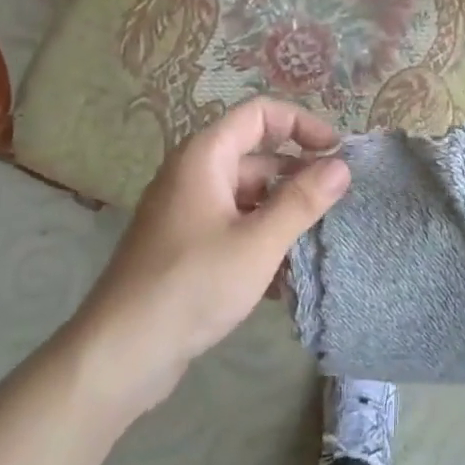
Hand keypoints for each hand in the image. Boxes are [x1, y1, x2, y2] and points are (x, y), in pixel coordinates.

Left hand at [70, 98, 350, 418]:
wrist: (122, 351)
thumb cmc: (193, 284)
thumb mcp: (258, 242)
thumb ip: (302, 200)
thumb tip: (342, 165)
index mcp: (205, 156)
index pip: (260, 113)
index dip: (302, 123)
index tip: (337, 152)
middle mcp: (194, 174)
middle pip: (256, 155)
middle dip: (298, 175)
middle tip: (337, 202)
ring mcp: (188, 210)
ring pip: (248, 195)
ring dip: (283, 213)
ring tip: (319, 242)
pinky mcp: (186, 245)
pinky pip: (233, 226)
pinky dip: (261, 239)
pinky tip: (286, 277)